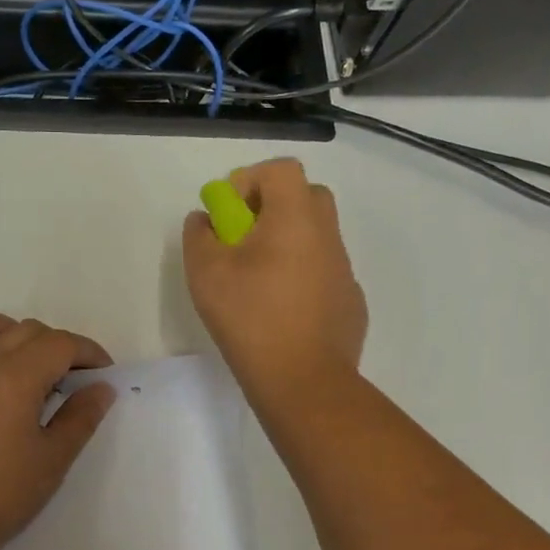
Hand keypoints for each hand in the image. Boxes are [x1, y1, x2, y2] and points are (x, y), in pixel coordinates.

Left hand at [0, 310, 116, 549]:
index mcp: (16, 376)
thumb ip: (81, 416)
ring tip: (19, 357)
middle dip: (56, 347)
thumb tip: (101, 387)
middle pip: (25, 331)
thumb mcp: (54, 458)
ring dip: (5, 329)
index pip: (61, 344)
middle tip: (68, 380)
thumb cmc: (3, 493)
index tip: (101, 374)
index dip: (88, 353)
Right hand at [183, 158, 367, 403]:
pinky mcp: (350, 301)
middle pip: (305, 197)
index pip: (281, 170)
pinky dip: (302, 276)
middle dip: (271, 207)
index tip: (228, 213)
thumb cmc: (250, 317)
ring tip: (257, 280)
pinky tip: (281, 311)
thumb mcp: (205, 273)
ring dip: (286, 243)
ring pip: (316, 236)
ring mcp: (344, 270)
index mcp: (296, 217)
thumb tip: (205, 220)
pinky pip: (324, 272)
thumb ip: (199, 235)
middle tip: (243, 239)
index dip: (250, 180)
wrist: (302, 380)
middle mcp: (327, 235)